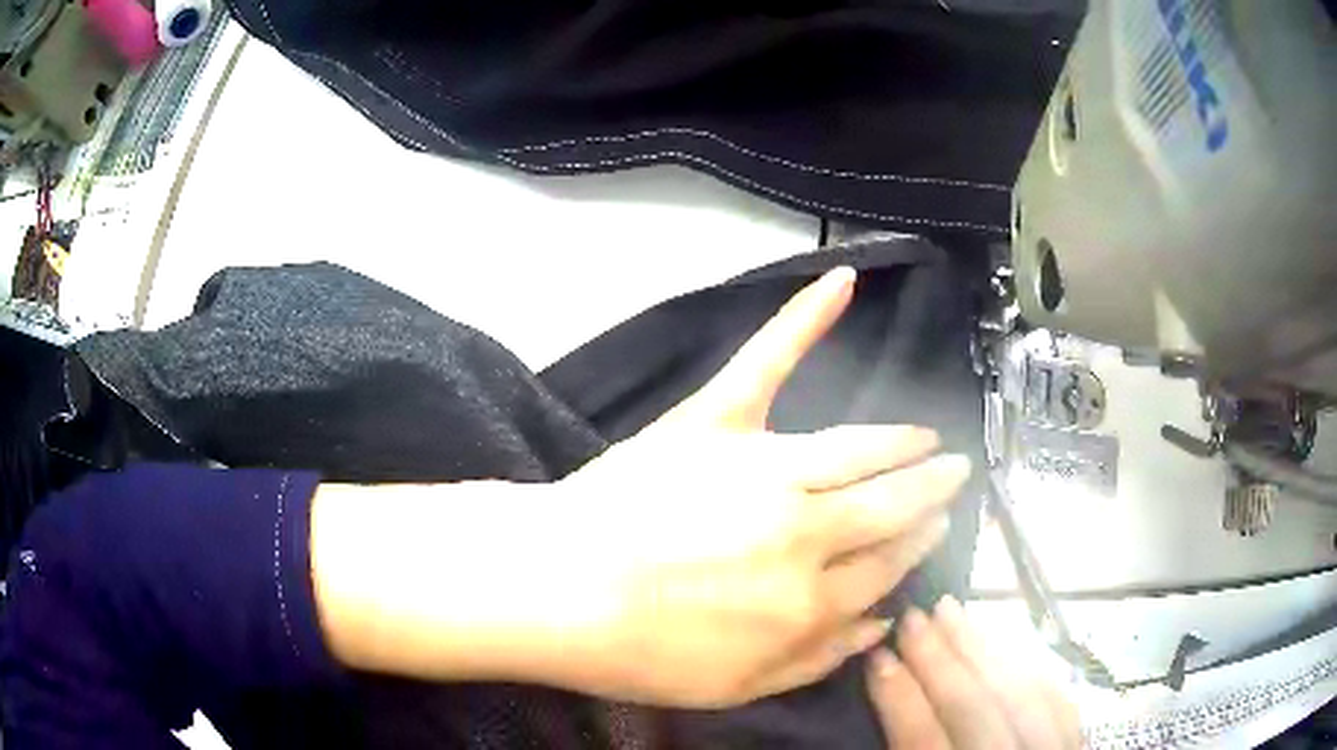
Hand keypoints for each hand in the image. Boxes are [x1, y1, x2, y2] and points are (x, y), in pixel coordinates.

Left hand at [550, 268, 971, 707]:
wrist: (556, 591)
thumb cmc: (639, 653)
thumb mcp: (737, 687)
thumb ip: (818, 659)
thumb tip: (882, 624)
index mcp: (811, 599)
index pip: (889, 566)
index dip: (918, 545)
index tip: (938, 528)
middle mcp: (808, 530)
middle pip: (889, 505)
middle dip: (930, 490)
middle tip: (954, 474)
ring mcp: (764, 468)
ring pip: (860, 447)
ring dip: (904, 441)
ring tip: (928, 437)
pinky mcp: (717, 422)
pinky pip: (768, 360)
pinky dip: (805, 316)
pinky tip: (841, 281)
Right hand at [867, 597, 1081, 749]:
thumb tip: (888, 714)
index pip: (924, 742)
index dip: (899, 697)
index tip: (877, 656)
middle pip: (976, 708)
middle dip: (940, 659)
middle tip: (914, 615)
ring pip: (1021, 692)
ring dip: (984, 648)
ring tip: (955, 611)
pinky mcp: (1078, 747)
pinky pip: (1056, 697)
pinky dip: (1028, 666)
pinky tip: (1007, 644)